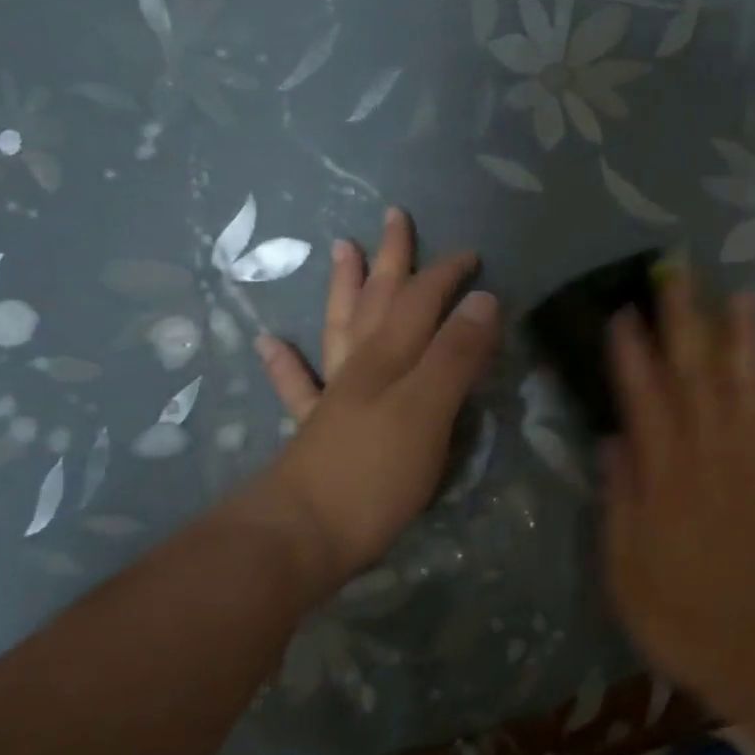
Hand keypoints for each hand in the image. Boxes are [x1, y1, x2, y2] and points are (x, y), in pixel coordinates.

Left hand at [245, 207, 498, 587]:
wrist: (302, 535)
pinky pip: (299, 388)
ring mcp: (334, 398)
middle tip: (394, 218)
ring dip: (343, 289)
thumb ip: (455, 356)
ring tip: (341, 250)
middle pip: (379, 302)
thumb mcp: (429, 410)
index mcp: (392, 359)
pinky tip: (270, 343)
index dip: (446, 276)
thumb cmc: (375, 473)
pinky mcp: (315, 432)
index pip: (423, 302)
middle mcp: (362, 368)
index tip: (471, 254)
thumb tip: (484, 300)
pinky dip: (286, 363)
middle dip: (392, 261)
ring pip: (341, 329)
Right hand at [602, 268, 754, 719]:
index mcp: (667, 478)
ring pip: (749, 384)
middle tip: (677, 273)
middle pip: (697, 375)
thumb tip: (613, 440)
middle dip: (684, 320)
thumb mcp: (627, 571)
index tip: (623, 310)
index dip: (632, 352)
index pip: (645, 399)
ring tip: (738, 294)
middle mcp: (714, 455)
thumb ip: (620, 501)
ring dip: (743, 336)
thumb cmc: (684, 619)